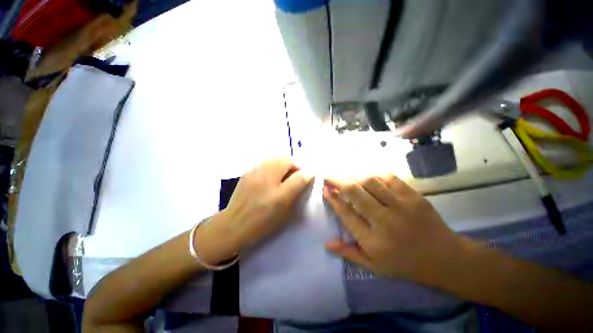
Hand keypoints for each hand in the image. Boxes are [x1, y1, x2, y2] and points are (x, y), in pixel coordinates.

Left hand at [195, 157, 313, 263]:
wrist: (233, 224)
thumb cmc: (262, 221)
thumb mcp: (284, 209)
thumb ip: (297, 189)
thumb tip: (307, 175)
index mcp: (277, 190)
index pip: (299, 174)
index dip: (306, 172)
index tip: (308, 176)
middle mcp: (266, 177)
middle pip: (286, 159)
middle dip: (294, 165)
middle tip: (294, 175)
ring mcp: (255, 173)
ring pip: (274, 159)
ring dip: (283, 164)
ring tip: (282, 175)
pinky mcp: (247, 173)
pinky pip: (264, 163)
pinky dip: (271, 166)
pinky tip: (269, 177)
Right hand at [323, 175, 467, 283]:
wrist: (446, 258)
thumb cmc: (406, 265)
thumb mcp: (375, 267)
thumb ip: (349, 254)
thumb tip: (327, 244)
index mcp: (373, 241)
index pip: (346, 214)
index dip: (333, 199)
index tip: (325, 190)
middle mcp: (385, 221)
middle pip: (355, 193)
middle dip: (338, 181)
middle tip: (329, 177)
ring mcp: (401, 206)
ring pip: (370, 182)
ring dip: (353, 176)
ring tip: (346, 175)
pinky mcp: (414, 196)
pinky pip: (389, 178)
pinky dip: (374, 174)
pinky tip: (367, 176)